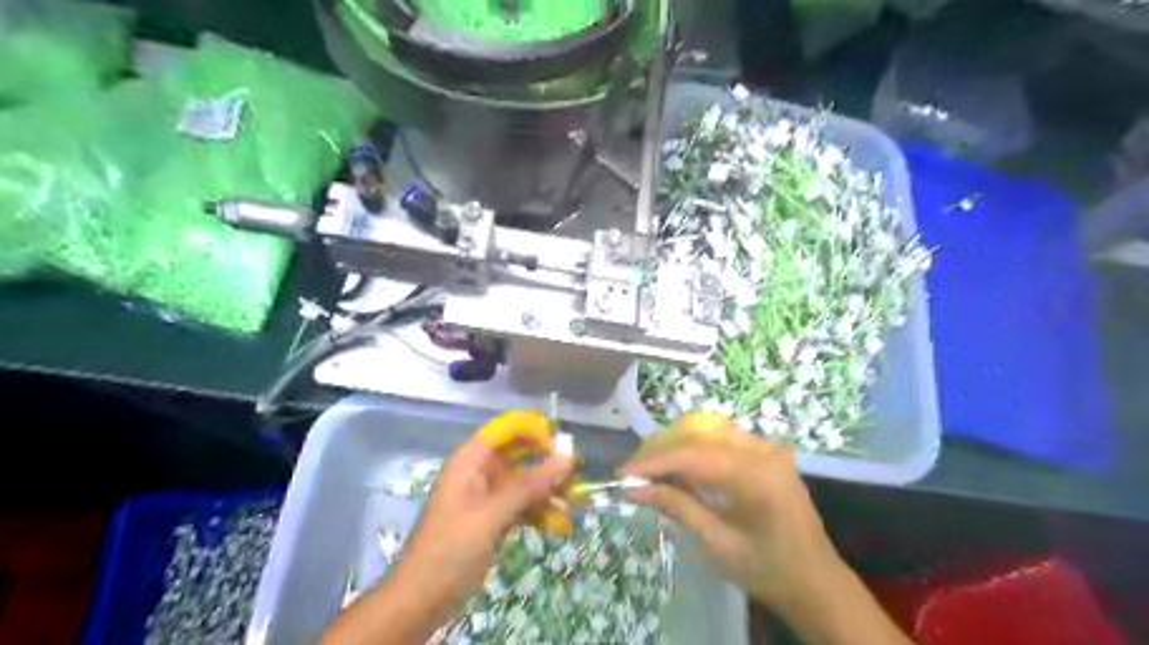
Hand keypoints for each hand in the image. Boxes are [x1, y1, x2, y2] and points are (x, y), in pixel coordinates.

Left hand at [320, 412, 572, 643]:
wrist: (421, 600)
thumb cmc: (451, 549)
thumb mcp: (492, 514)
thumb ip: (530, 484)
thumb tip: (569, 456)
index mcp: (471, 460)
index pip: (506, 429)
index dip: (533, 430)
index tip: (560, 445)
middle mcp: (480, 472)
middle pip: (519, 453)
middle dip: (547, 462)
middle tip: (575, 475)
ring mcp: (487, 496)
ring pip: (524, 481)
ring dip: (548, 490)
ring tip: (574, 501)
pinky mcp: (493, 518)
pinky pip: (522, 504)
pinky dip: (540, 511)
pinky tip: (559, 524)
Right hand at [620, 414, 840, 613]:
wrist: (816, 582)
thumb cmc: (767, 570)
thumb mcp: (717, 544)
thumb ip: (676, 507)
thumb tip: (632, 490)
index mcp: (757, 474)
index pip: (693, 454)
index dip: (653, 462)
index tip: (621, 475)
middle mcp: (763, 449)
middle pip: (698, 435)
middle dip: (659, 452)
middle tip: (630, 475)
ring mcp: (766, 446)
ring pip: (706, 432)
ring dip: (674, 448)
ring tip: (648, 471)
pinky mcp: (765, 450)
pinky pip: (720, 439)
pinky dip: (693, 450)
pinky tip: (677, 469)